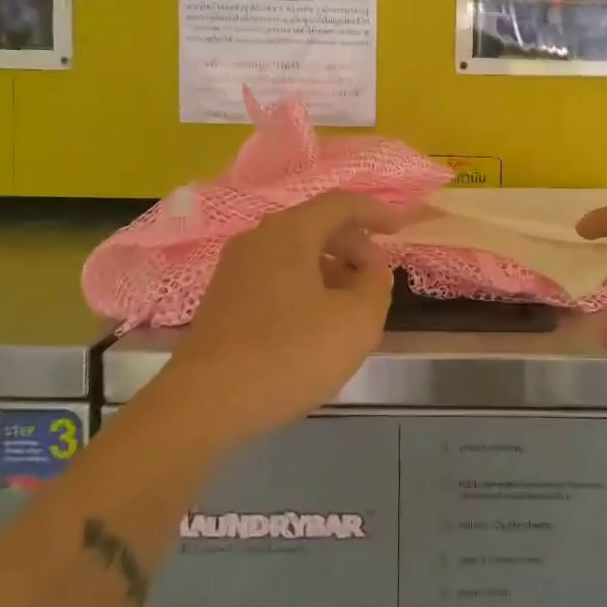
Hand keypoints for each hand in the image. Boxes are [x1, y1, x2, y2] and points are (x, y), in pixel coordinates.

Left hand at [152, 192, 402, 448]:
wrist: (204, 403)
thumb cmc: (289, 353)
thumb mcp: (356, 322)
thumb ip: (375, 285)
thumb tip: (372, 269)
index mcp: (289, 232)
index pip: (340, 203)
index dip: (376, 212)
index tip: (401, 229)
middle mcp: (257, 240)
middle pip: (315, 226)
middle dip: (354, 245)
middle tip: (377, 275)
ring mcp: (234, 270)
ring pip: (294, 253)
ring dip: (330, 269)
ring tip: (352, 304)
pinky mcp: (222, 300)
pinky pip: (275, 276)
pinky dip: (305, 286)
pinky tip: (315, 323)